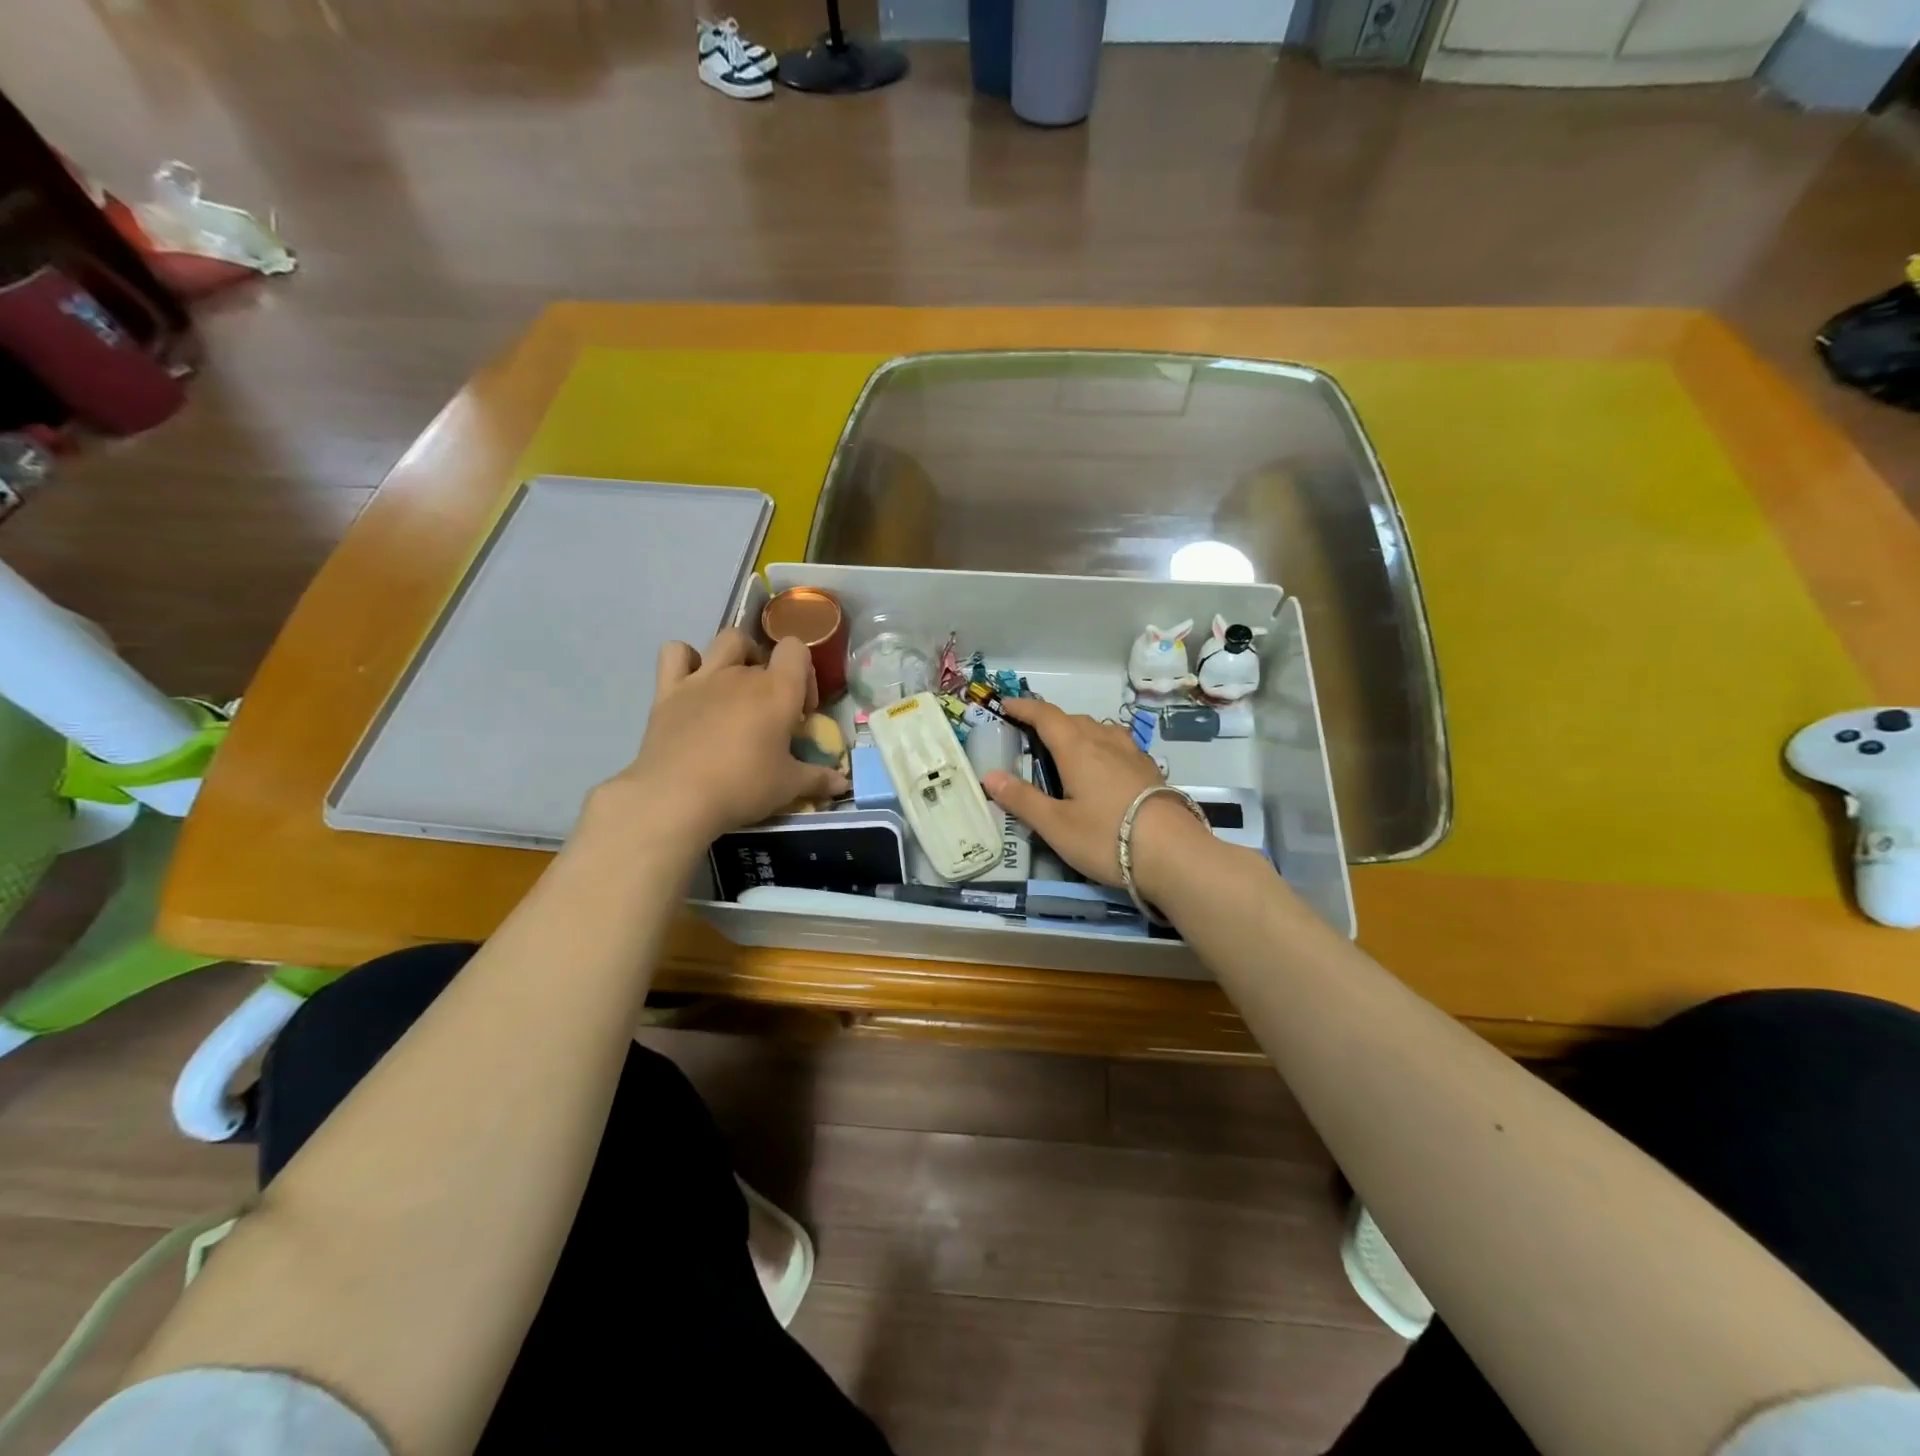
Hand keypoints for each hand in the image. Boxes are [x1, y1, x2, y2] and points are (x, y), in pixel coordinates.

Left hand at [587, 629, 849, 849]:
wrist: (677, 797)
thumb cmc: (743, 787)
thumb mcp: (788, 787)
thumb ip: (818, 779)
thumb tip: (843, 785)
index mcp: (778, 690)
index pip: (797, 649)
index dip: (804, 674)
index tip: (800, 711)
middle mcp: (742, 674)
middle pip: (764, 652)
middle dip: (771, 675)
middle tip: (769, 712)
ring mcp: (702, 678)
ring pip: (726, 641)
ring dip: (736, 656)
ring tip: (735, 688)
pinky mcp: (668, 690)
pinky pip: (675, 652)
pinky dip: (686, 659)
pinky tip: (692, 683)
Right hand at [980, 698, 1210, 893]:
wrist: (1175, 854)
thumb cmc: (1106, 837)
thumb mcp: (1056, 825)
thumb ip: (1022, 799)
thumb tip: (988, 775)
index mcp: (1077, 749)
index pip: (1046, 717)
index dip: (1024, 708)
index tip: (1006, 704)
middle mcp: (1105, 743)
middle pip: (1074, 720)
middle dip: (1050, 720)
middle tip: (1031, 734)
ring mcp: (1132, 755)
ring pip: (1100, 729)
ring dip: (1078, 730)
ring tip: (1067, 748)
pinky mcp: (1150, 771)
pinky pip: (1118, 745)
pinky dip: (1101, 745)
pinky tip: (1104, 766)